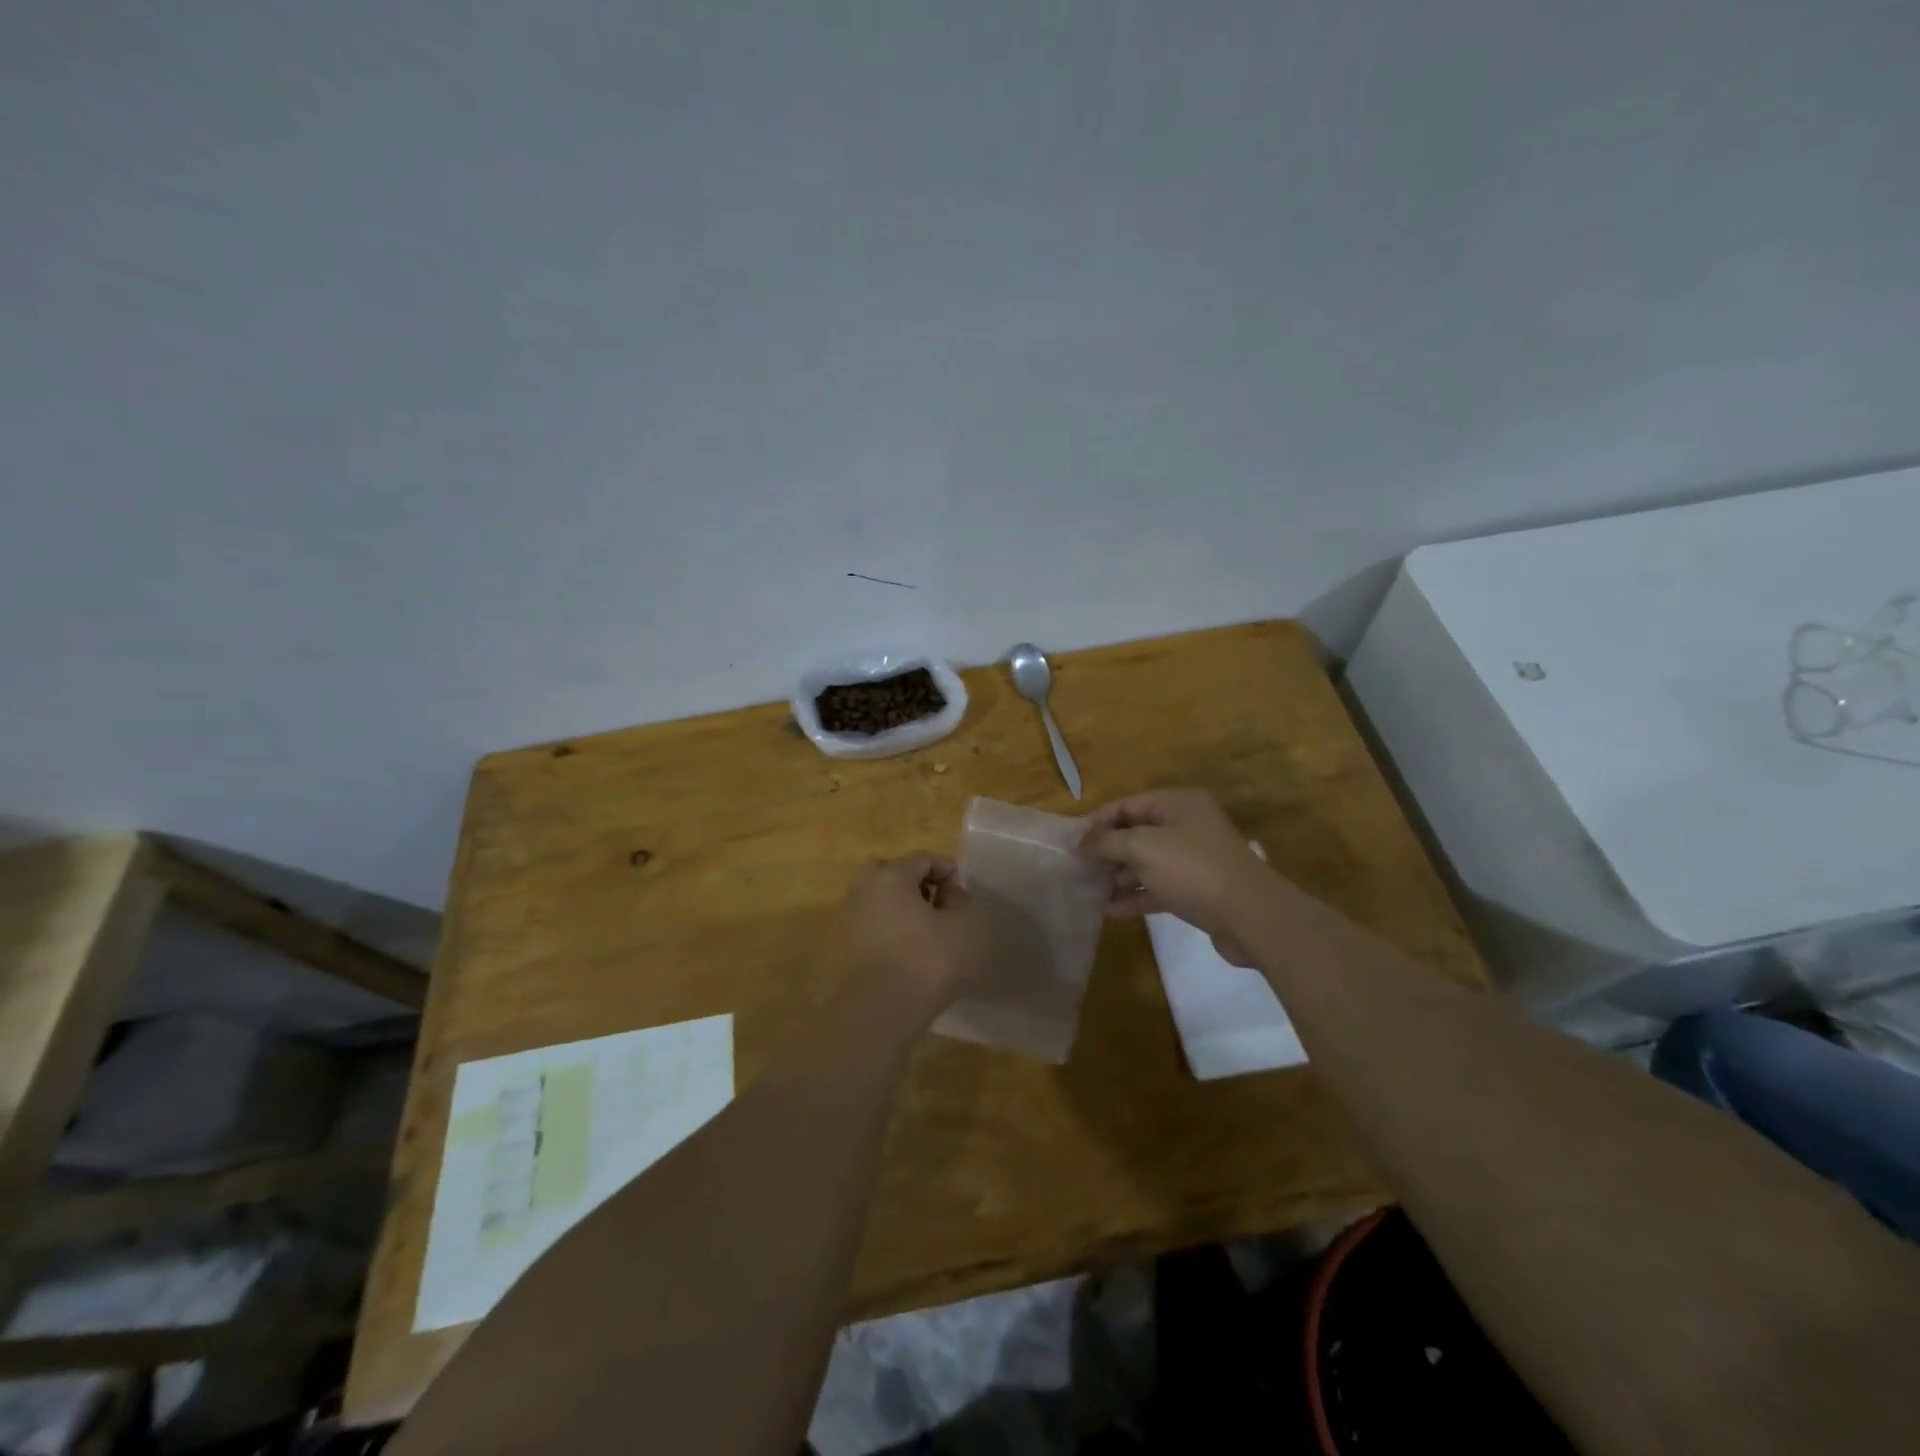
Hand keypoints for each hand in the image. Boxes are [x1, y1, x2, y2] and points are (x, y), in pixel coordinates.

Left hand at [837, 853, 996, 1008]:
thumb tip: (952, 891)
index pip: (923, 858)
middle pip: (891, 871)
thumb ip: (962, 900)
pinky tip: (912, 949)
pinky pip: (873, 923)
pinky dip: (892, 927)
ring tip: (929, 929)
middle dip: (917, 882)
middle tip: (938, 903)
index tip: (965, 895)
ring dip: (903, 906)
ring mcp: (852, 918)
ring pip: (880, 898)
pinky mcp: (848, 947)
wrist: (882, 1009)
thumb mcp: (962, 925)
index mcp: (890, 876)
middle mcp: (865, 889)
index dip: (949, 871)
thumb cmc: (927, 959)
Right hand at [1078, 789, 1274, 959]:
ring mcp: (1192, 860)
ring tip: (1087, 891)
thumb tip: (1079, 842)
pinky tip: (1109, 910)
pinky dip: (1135, 896)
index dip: (1098, 822)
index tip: (1072, 844)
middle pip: (1135, 833)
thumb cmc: (1193, 869)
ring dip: (1118, 876)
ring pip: (1145, 863)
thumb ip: (1108, 842)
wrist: (1250, 916)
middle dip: (1106, 851)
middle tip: (1077, 870)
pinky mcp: (1196, 891)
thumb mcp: (1143, 847)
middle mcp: (1186, 827)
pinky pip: (1157, 887)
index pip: (1127, 804)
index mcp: (1177, 804)